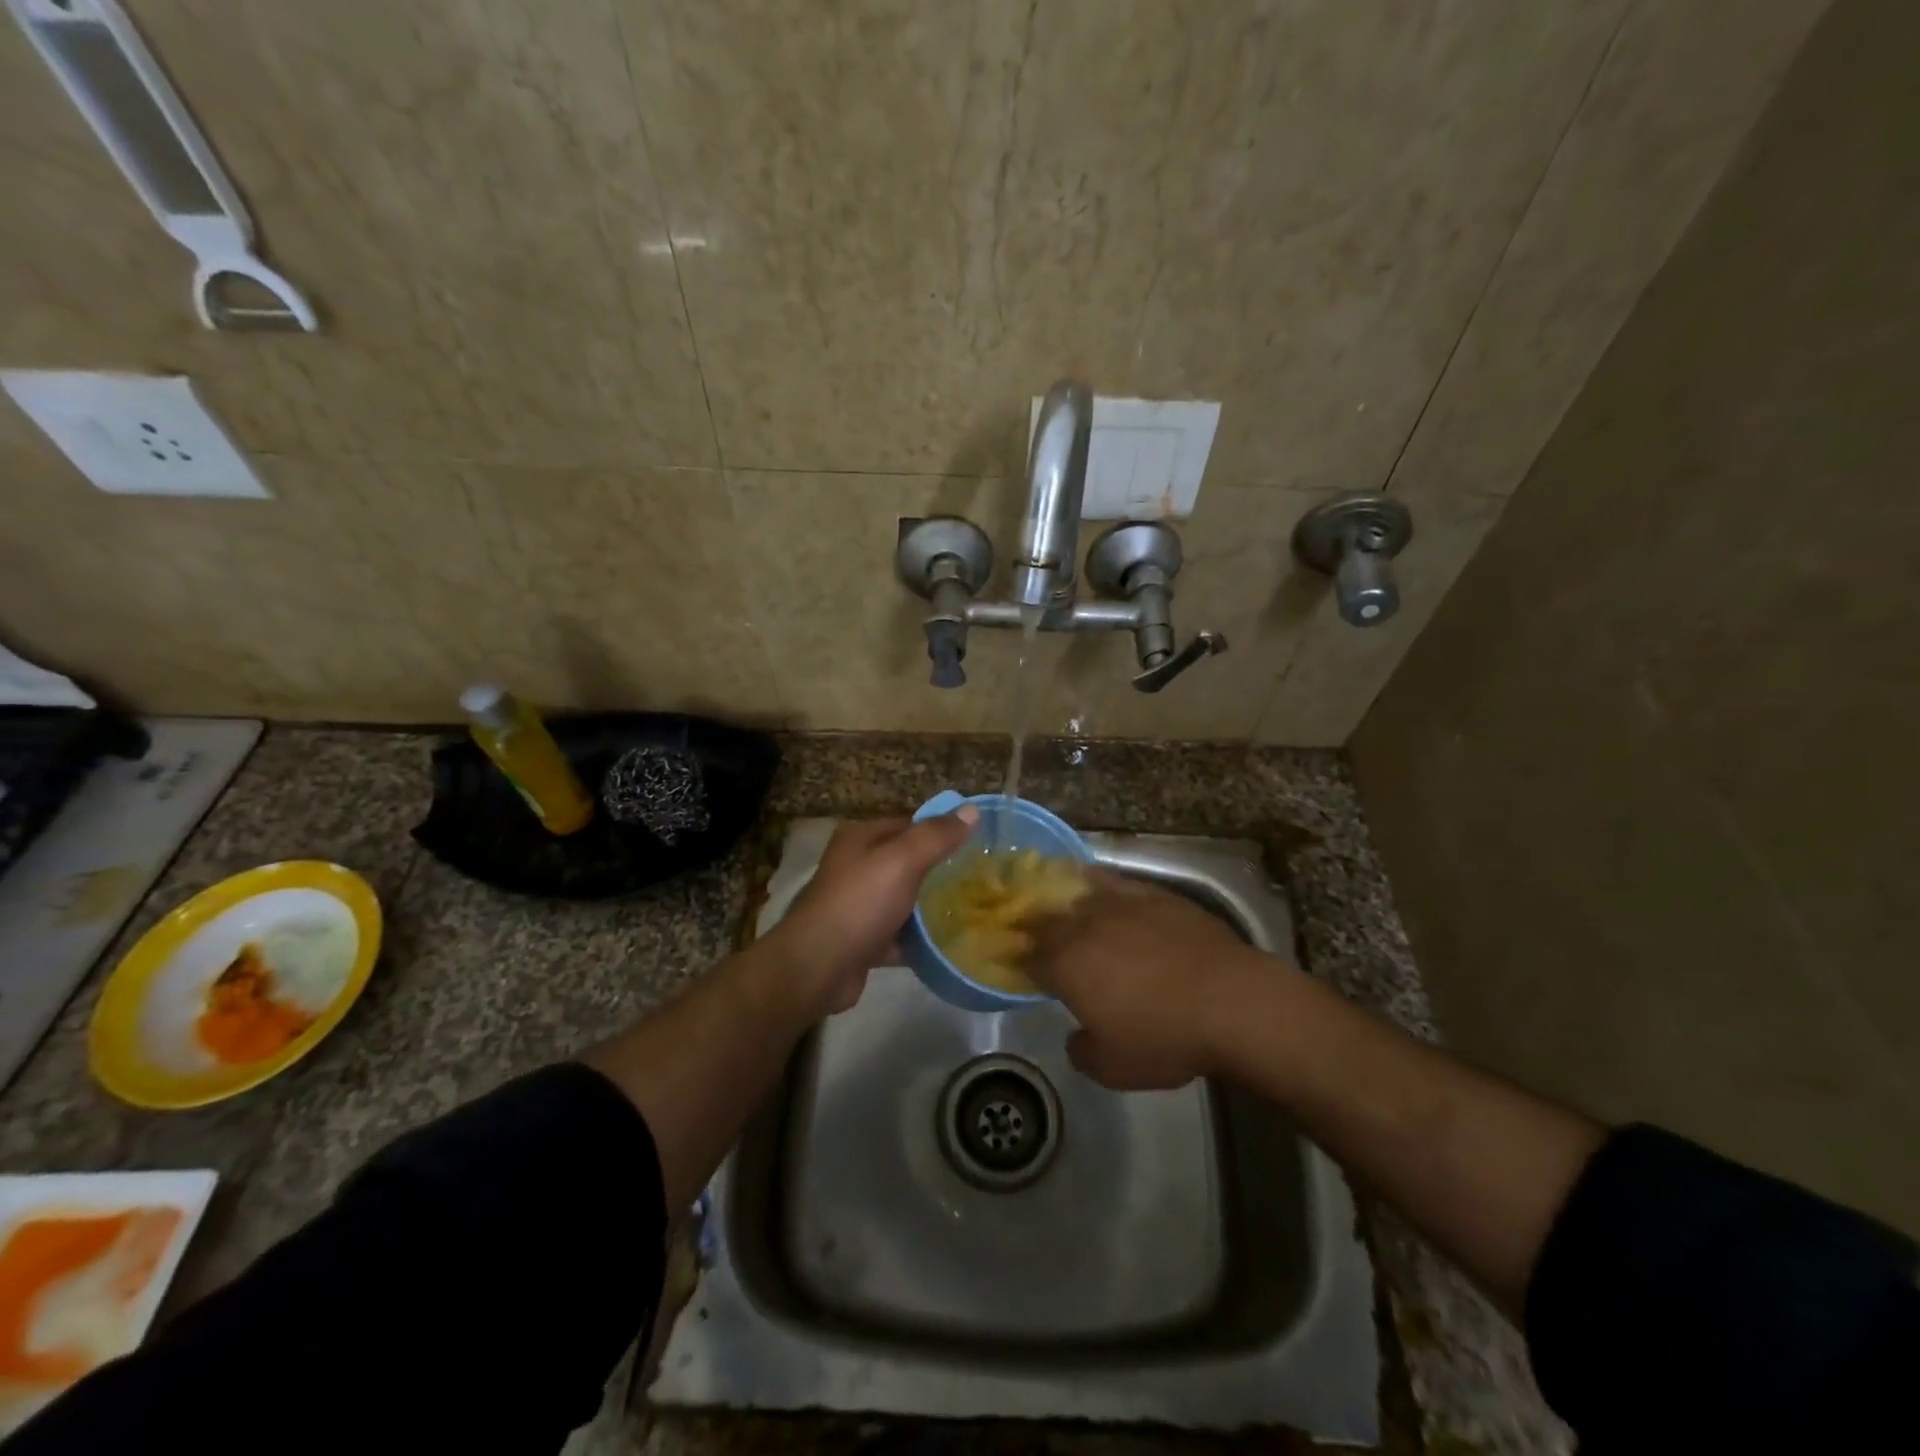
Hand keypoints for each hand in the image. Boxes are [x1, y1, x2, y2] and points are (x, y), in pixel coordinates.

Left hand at [766, 809, 978, 1015]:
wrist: (818, 967)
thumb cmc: (860, 903)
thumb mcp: (902, 861)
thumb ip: (936, 836)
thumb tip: (972, 809)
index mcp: (862, 838)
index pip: (911, 824)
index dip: (943, 831)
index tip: (980, 843)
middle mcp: (857, 866)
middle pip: (909, 862)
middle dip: (942, 870)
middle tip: (982, 879)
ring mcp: (859, 904)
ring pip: (906, 899)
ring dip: (933, 906)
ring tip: (973, 910)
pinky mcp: (864, 939)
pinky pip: (900, 933)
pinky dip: (921, 939)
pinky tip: (950, 944)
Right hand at [1026, 871, 1274, 1089]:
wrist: (1232, 1001)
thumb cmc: (1166, 1038)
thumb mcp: (1114, 1068)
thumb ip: (1082, 1051)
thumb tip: (1076, 1037)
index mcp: (1065, 965)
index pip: (1029, 957)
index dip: (1023, 964)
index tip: (1026, 971)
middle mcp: (1084, 925)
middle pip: (1047, 919)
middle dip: (1036, 929)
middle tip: (1038, 940)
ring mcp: (1119, 903)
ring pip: (1077, 893)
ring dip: (1063, 902)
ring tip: (1063, 908)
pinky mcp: (1152, 894)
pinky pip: (1113, 882)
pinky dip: (1098, 885)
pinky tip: (1099, 888)